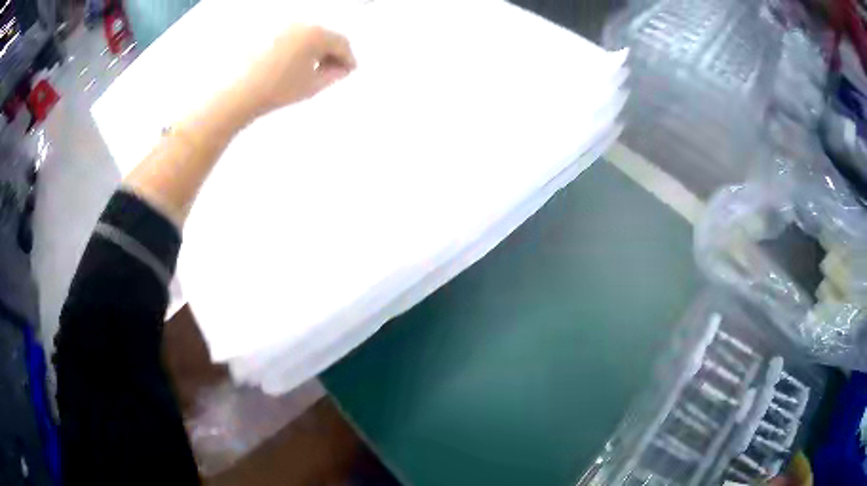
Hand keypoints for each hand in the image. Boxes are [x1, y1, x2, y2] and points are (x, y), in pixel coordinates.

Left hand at [237, 25, 356, 116]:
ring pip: (307, 35)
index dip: (348, 58)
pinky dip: (298, 48)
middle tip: (332, 71)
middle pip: (325, 36)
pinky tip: (293, 64)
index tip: (349, 72)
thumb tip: (342, 68)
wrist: (238, 93)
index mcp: (316, 34)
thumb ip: (334, 74)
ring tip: (311, 69)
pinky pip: (291, 37)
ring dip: (314, 50)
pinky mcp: (267, 33)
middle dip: (331, 52)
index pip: (341, 43)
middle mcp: (301, 24)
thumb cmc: (278, 90)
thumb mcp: (313, 85)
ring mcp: (283, 27)